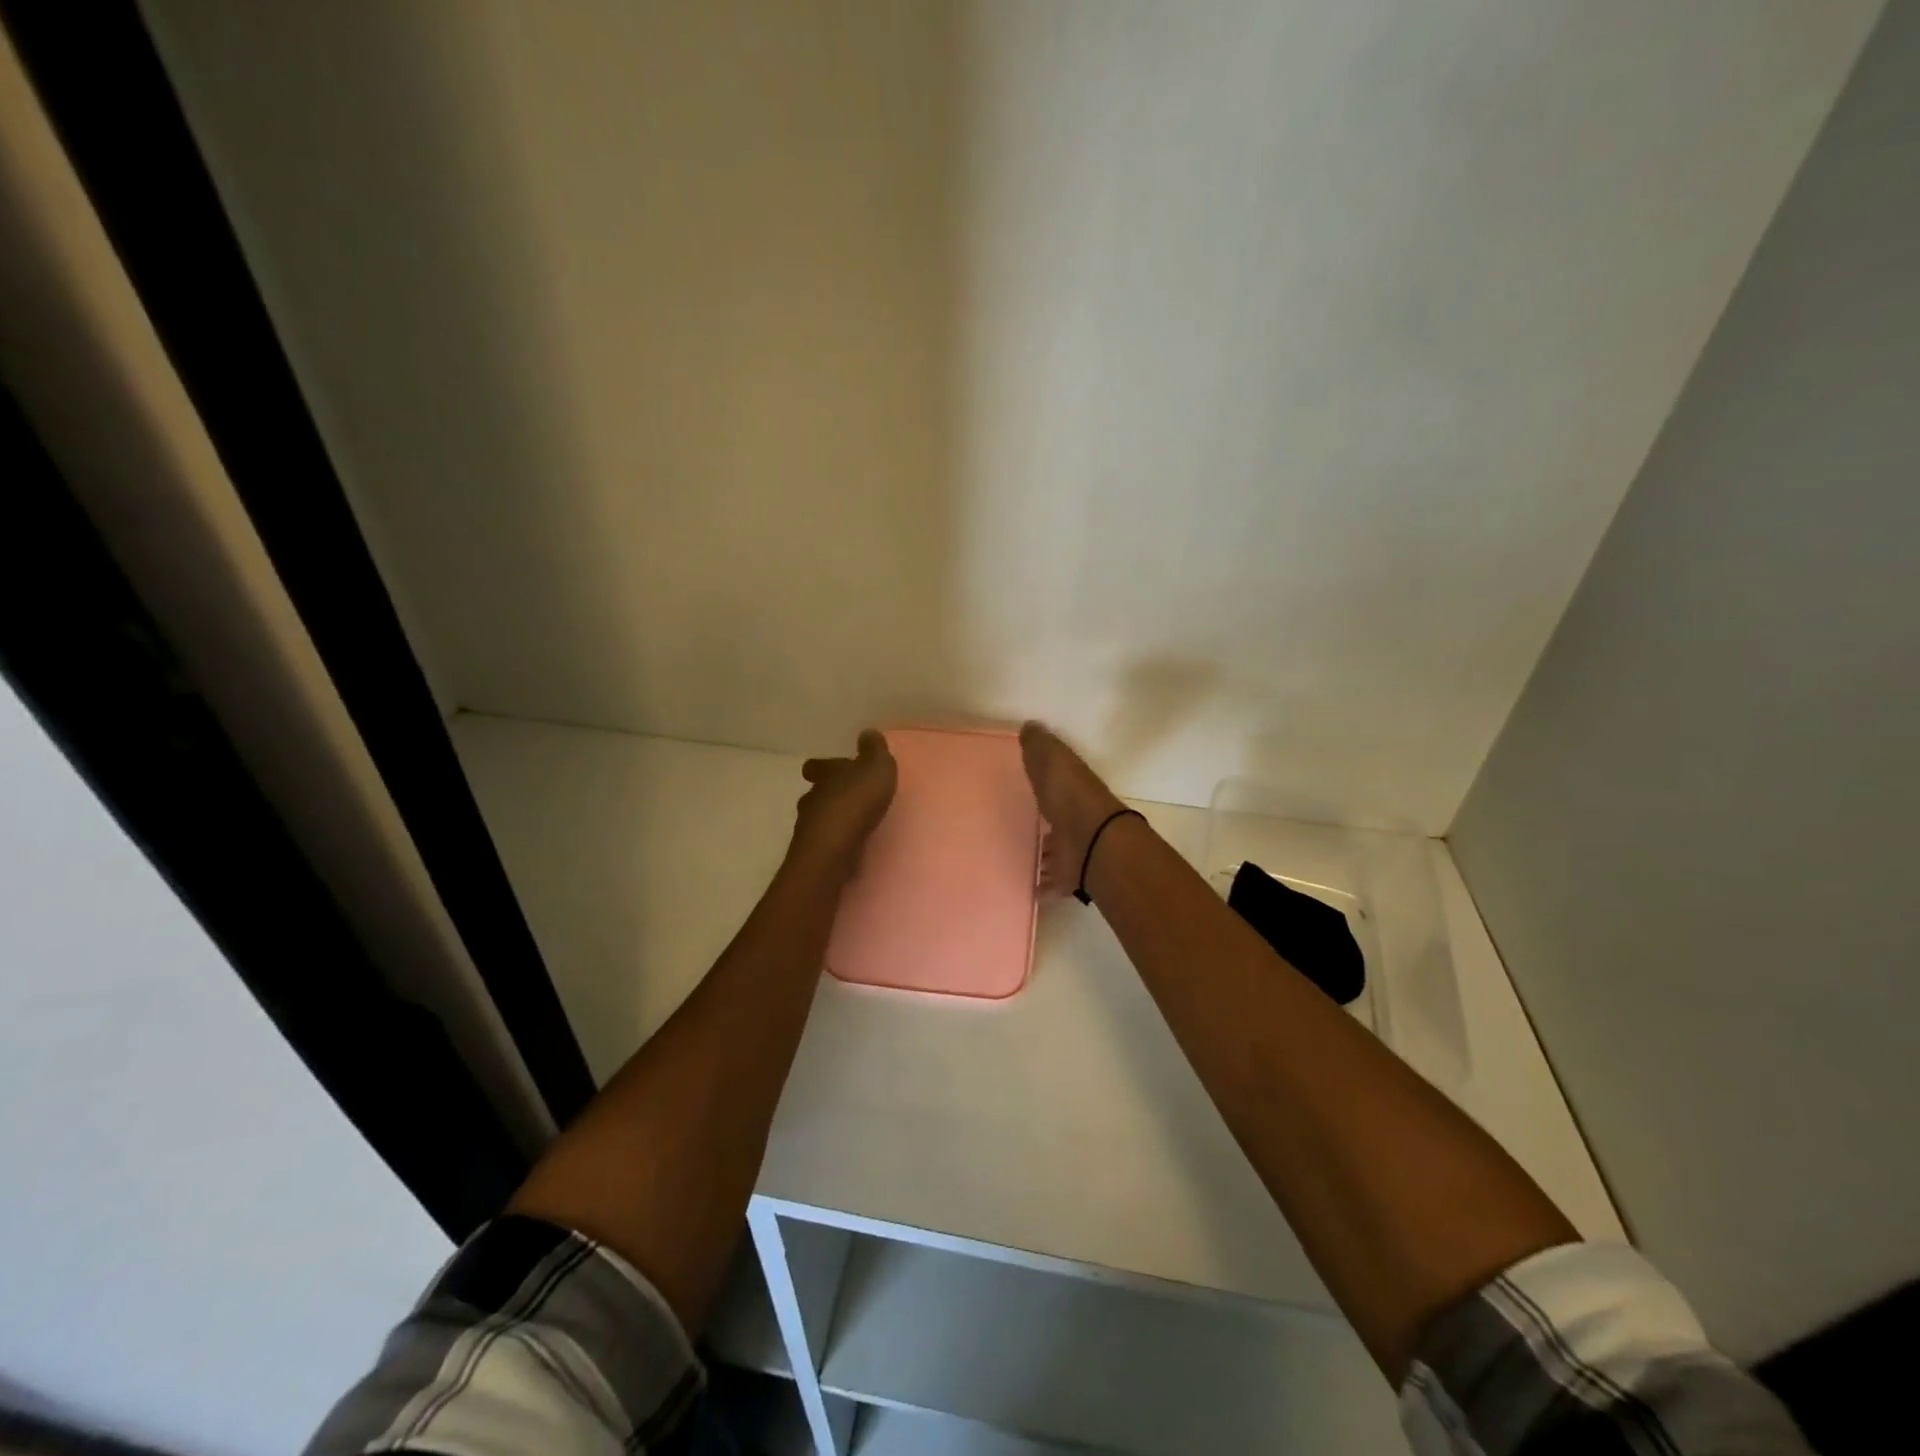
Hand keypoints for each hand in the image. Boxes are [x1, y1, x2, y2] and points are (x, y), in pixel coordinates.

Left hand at [791, 729, 897, 879]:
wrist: (834, 849)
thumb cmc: (856, 802)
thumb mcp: (875, 768)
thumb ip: (874, 751)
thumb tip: (868, 733)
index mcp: (825, 775)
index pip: (818, 766)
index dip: (825, 767)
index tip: (836, 768)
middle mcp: (812, 799)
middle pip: (817, 794)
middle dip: (831, 795)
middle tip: (850, 798)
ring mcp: (809, 830)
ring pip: (819, 820)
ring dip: (833, 820)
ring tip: (854, 825)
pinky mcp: (814, 855)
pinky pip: (825, 843)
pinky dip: (835, 842)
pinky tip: (850, 846)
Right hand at [1018, 721, 1128, 897]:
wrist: (1093, 842)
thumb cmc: (1070, 796)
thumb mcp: (1053, 759)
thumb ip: (1040, 745)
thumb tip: (1030, 726)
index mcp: (1072, 789)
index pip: (1057, 784)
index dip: (1044, 784)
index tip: (1025, 787)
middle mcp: (1075, 820)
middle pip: (1056, 821)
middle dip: (1041, 825)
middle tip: (1016, 829)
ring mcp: (1074, 850)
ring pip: (1054, 853)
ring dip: (1041, 856)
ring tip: (1016, 859)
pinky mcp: (1070, 877)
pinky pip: (1051, 883)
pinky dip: (1041, 886)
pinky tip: (1024, 888)